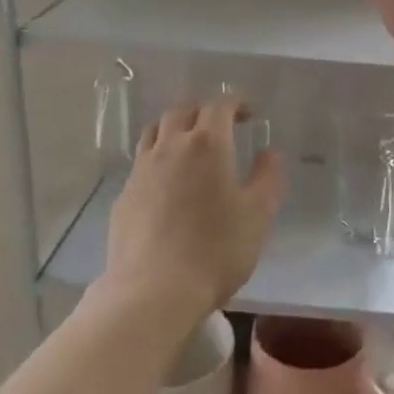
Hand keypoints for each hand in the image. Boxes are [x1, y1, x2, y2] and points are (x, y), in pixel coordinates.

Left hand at [103, 93, 285, 317]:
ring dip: (175, 128)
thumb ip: (268, 178)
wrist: (152, 291)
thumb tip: (270, 152)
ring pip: (155, 130)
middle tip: (221, 126)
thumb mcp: (258, 215)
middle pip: (183, 110)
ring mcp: (142, 169)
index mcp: (207, 144)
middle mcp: (171, 146)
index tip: (250, 114)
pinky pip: (141, 161)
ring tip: (189, 145)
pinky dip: (158, 158)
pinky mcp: (124, 194)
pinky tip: (167, 183)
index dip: (237, 103)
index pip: (220, 105)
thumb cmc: (215, 250)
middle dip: (204, 110)